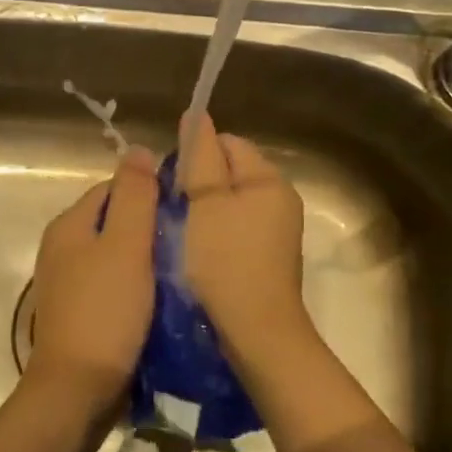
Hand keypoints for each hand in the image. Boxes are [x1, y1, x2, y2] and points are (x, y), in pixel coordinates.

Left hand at [25, 148, 160, 408]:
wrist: (77, 392)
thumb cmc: (105, 311)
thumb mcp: (126, 245)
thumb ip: (134, 195)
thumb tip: (138, 150)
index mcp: (69, 225)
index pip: (114, 188)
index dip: (149, 192)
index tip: (184, 208)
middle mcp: (62, 248)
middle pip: (115, 221)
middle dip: (149, 227)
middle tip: (188, 240)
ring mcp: (68, 284)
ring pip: (116, 255)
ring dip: (146, 259)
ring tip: (180, 268)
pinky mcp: (80, 313)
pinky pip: (113, 285)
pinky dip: (136, 286)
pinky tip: (160, 298)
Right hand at [178, 113, 312, 370]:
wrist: (256, 334)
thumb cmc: (225, 261)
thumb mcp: (205, 203)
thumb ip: (200, 157)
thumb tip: (196, 116)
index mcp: (269, 180)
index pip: (227, 143)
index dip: (196, 154)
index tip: (171, 182)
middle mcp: (280, 200)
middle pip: (230, 173)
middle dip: (199, 184)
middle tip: (172, 210)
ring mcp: (277, 232)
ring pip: (230, 204)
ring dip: (204, 212)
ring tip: (180, 233)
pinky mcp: (268, 259)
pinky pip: (236, 231)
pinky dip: (215, 235)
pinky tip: (197, 254)